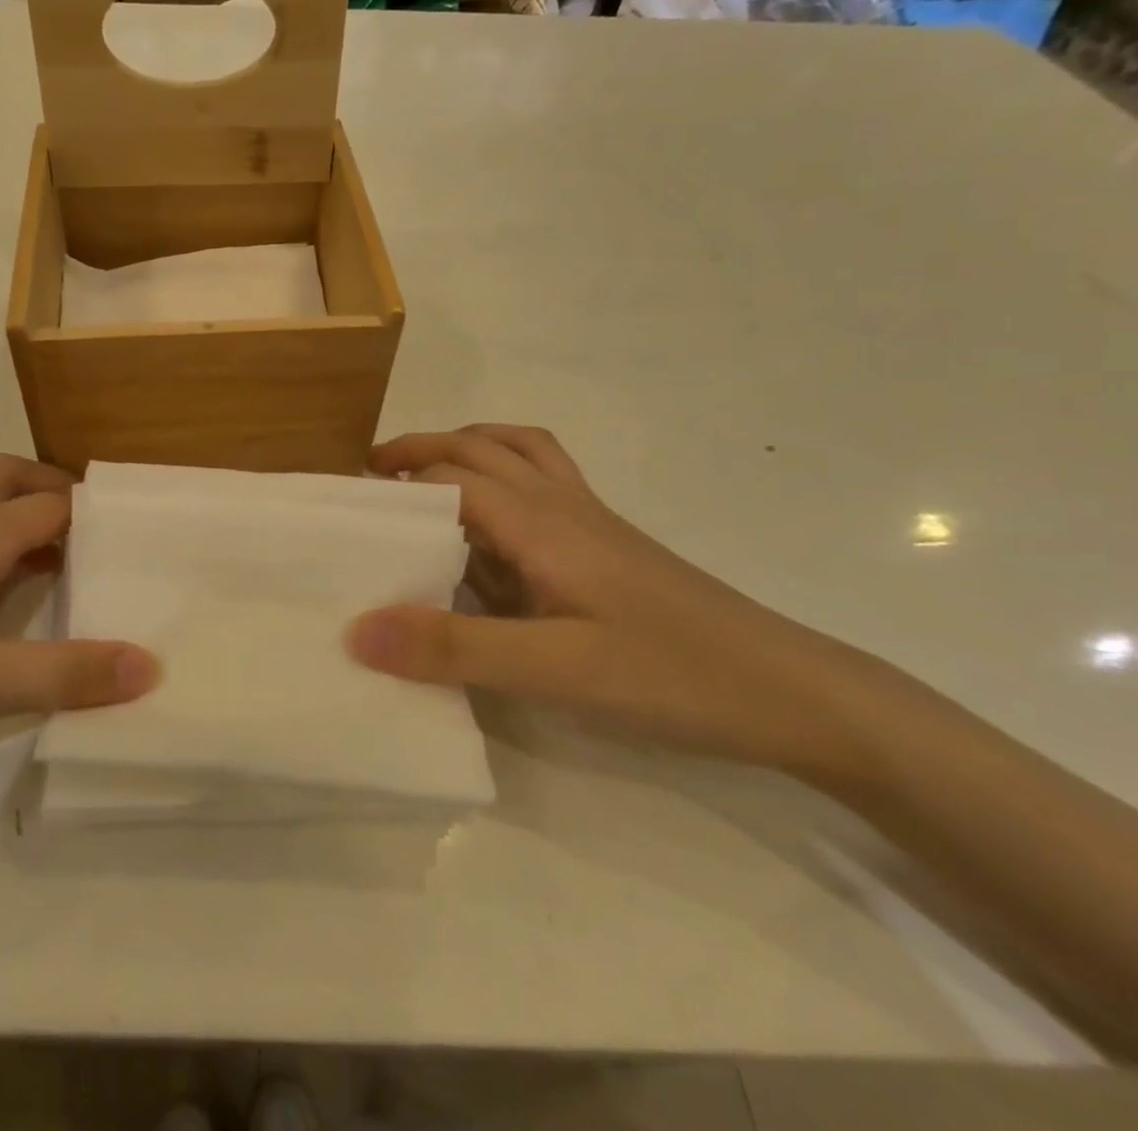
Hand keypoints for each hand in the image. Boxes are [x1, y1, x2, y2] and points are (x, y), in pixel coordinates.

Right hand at [345, 425, 888, 780]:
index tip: (346, 505)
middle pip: (481, 446)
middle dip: (422, 451)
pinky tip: (494, 533)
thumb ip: (453, 648)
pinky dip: (505, 479)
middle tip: (371, 480)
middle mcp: (561, 505)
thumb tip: (356, 628)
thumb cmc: (670, 674)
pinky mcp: (608, 547)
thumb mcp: (553, 670)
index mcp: (539, 520)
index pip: (449, 476)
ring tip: (425, 481)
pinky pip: (545, 486)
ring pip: (519, 454)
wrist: (791, 691)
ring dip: (466, 451)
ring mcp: (590, 522)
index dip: (394, 483)